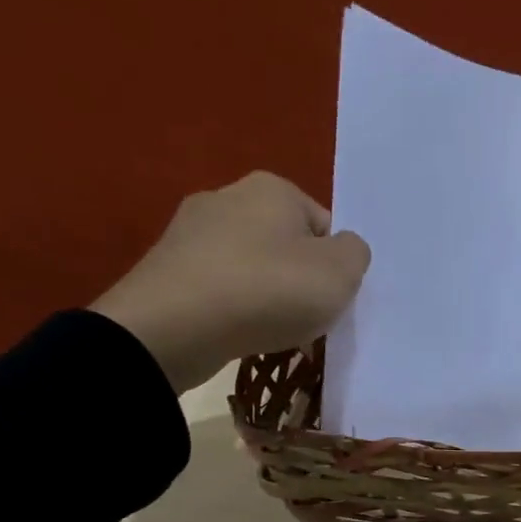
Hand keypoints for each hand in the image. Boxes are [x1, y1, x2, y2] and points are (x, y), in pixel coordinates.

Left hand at [90, 172, 370, 392]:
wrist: (173, 328)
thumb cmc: (268, 290)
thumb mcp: (341, 272)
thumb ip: (355, 254)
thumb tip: (340, 250)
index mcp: (272, 187)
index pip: (324, 226)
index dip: (334, 266)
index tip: (328, 299)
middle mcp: (227, 196)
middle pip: (286, 245)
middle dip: (297, 280)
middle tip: (302, 318)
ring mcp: (188, 232)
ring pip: (250, 268)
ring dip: (264, 297)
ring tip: (267, 331)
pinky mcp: (165, 269)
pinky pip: (218, 289)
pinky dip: (231, 310)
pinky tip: (234, 333)